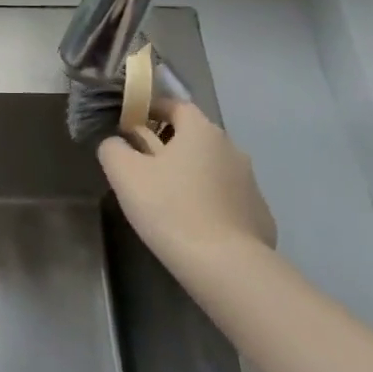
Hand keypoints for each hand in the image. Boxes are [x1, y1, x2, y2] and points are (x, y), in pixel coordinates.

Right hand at [98, 102, 275, 275]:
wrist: (226, 265)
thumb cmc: (170, 208)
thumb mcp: (124, 174)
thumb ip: (113, 149)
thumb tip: (116, 142)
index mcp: (201, 131)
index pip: (175, 105)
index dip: (151, 110)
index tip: (130, 125)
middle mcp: (231, 148)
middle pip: (194, 136)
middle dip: (168, 145)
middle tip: (143, 166)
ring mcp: (250, 182)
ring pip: (211, 167)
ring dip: (190, 174)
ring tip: (167, 199)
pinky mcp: (259, 214)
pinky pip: (226, 197)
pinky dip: (209, 201)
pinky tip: (193, 224)